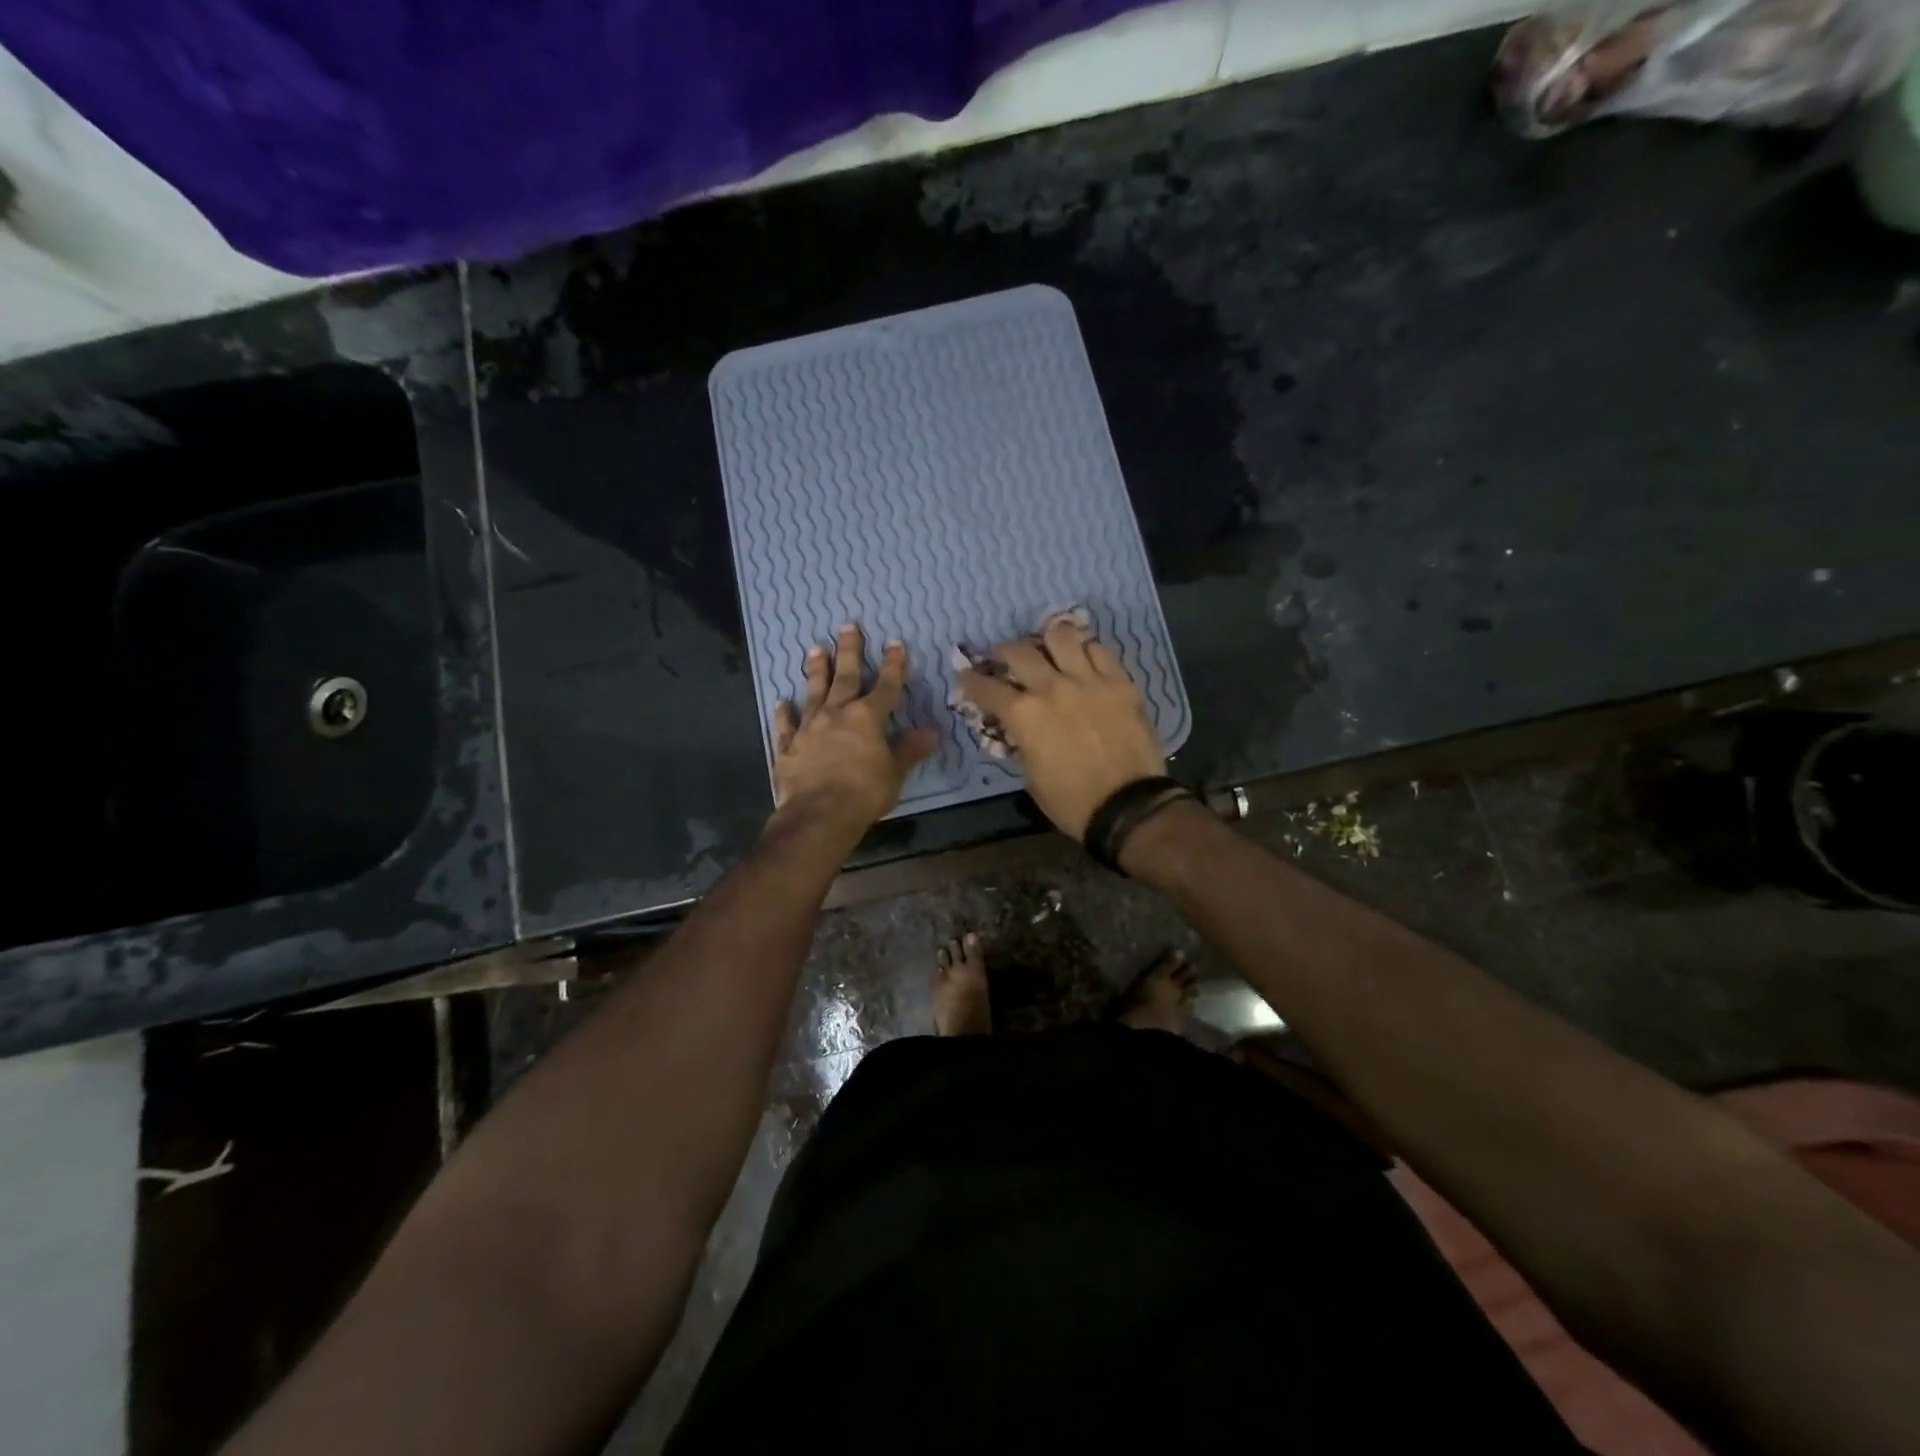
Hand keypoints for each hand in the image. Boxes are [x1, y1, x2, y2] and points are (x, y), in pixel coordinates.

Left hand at [771, 624, 936, 839]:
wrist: (818, 815)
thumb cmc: (864, 793)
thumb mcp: (895, 773)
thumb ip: (909, 750)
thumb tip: (931, 732)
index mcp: (867, 718)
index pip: (885, 685)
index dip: (893, 664)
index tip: (895, 643)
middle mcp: (837, 714)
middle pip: (845, 676)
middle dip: (848, 650)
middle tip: (847, 626)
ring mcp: (809, 728)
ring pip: (813, 692)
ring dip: (815, 670)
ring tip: (814, 649)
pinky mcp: (787, 747)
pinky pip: (786, 725)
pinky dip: (784, 713)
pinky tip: (782, 702)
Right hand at [954, 615, 1164, 839]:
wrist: (1128, 806)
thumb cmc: (1071, 801)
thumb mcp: (1031, 776)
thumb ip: (1020, 742)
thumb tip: (1017, 727)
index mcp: (1024, 715)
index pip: (986, 687)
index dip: (971, 680)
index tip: (967, 676)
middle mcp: (1051, 687)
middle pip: (1018, 651)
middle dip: (1003, 652)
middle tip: (1004, 658)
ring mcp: (1088, 680)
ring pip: (1061, 635)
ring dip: (1047, 640)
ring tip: (1047, 648)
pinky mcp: (1119, 682)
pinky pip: (1098, 650)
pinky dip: (1084, 650)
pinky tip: (1082, 659)